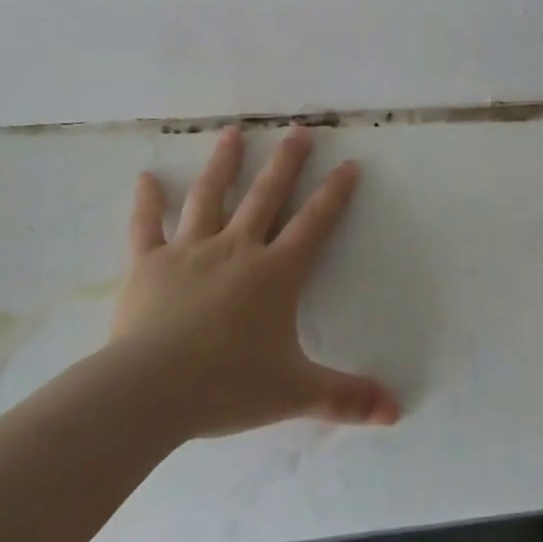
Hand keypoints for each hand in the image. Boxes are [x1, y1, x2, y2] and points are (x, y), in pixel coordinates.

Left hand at [106, 125, 400, 441]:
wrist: (150, 392)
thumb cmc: (227, 387)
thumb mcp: (294, 393)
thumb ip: (345, 398)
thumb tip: (396, 412)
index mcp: (275, 273)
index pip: (314, 223)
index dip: (335, 193)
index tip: (349, 163)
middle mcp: (237, 249)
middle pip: (266, 195)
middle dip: (286, 162)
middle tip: (298, 130)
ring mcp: (190, 251)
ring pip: (210, 196)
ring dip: (224, 163)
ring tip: (233, 132)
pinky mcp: (148, 264)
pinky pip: (146, 227)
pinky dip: (146, 202)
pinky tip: (146, 177)